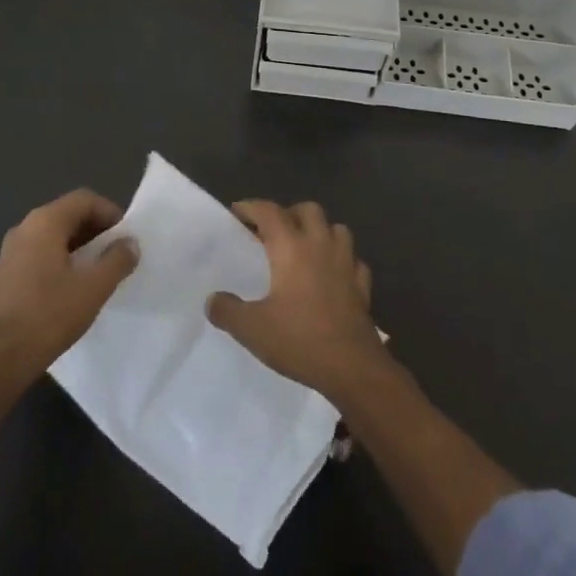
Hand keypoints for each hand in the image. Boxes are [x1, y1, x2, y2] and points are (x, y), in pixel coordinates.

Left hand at [0, 189, 139, 388]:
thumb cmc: (48, 316)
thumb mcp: (93, 288)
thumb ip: (117, 260)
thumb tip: (130, 243)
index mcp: (45, 222)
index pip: (84, 199)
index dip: (110, 213)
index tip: (126, 239)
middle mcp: (24, 228)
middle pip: (68, 215)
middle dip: (96, 231)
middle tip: (116, 256)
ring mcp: (11, 252)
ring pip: (53, 236)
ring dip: (79, 248)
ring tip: (98, 274)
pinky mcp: (5, 275)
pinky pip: (40, 254)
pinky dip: (61, 261)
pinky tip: (71, 290)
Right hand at [207, 200, 390, 401]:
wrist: (353, 368)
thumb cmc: (300, 339)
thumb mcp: (251, 329)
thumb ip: (228, 310)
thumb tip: (212, 299)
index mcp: (291, 247)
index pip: (269, 211)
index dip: (251, 207)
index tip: (237, 212)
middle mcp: (320, 245)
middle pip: (308, 210)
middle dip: (289, 213)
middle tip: (272, 232)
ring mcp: (346, 263)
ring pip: (336, 229)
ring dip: (320, 231)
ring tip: (304, 248)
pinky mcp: (363, 285)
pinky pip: (353, 260)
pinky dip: (342, 260)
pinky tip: (333, 275)